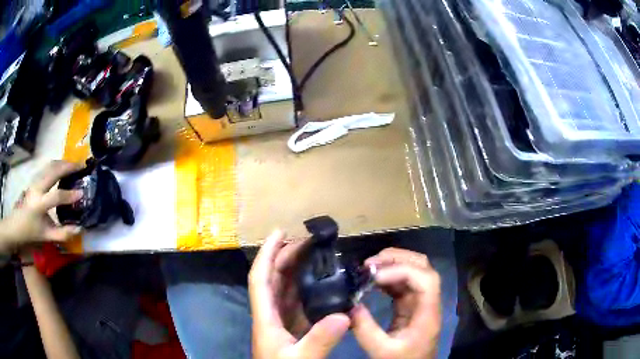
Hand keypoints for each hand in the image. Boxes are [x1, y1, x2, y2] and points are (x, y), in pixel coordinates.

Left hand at [0, 161, 82, 251]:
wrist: (16, 224)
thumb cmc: (31, 232)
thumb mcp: (47, 236)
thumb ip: (63, 234)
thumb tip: (79, 228)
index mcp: (39, 205)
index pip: (56, 196)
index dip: (70, 195)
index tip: (81, 193)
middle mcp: (37, 189)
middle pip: (53, 171)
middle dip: (67, 167)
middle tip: (81, 167)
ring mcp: (34, 181)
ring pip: (50, 165)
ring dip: (62, 163)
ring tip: (73, 165)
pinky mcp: (34, 178)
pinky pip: (47, 167)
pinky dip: (56, 164)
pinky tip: (62, 167)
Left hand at [249, 230, 350, 358]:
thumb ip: (319, 340)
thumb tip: (344, 315)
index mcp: (265, 318)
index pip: (260, 279)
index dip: (267, 253)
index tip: (279, 232)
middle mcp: (270, 315)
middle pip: (273, 280)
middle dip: (285, 257)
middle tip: (307, 242)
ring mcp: (281, 323)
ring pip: (285, 290)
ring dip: (296, 272)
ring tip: (315, 256)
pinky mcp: (292, 330)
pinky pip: (297, 304)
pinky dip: (308, 292)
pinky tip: (323, 287)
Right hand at [351, 248, 440, 358]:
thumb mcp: (382, 351)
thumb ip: (366, 330)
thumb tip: (351, 305)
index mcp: (428, 313)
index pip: (426, 279)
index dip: (402, 270)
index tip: (374, 277)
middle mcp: (427, 301)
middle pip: (422, 267)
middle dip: (396, 259)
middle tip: (369, 264)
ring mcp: (419, 302)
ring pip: (412, 271)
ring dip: (390, 265)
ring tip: (367, 269)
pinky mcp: (410, 305)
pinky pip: (401, 284)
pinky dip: (387, 277)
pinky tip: (371, 280)